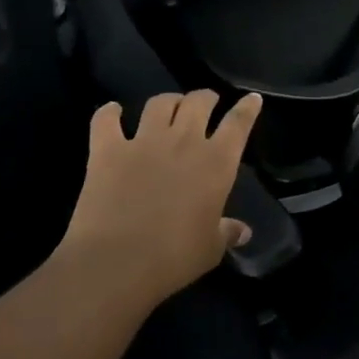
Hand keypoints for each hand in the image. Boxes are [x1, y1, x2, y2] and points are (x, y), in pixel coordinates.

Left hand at [60, 90, 262, 307]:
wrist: (116, 261)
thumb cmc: (175, 257)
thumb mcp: (211, 248)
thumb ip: (227, 232)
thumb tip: (242, 231)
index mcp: (217, 163)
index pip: (238, 123)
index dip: (247, 108)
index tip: (252, 98)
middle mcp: (184, 142)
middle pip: (199, 102)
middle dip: (206, 98)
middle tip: (207, 102)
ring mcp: (143, 141)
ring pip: (160, 103)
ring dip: (169, 100)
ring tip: (170, 106)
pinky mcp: (106, 150)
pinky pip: (106, 119)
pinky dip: (109, 112)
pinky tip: (112, 111)